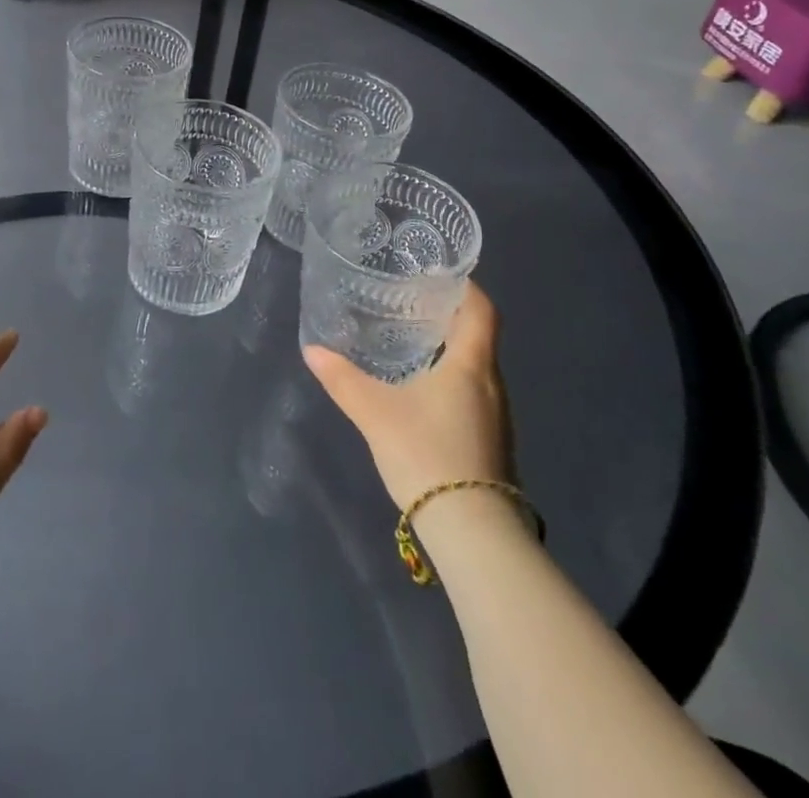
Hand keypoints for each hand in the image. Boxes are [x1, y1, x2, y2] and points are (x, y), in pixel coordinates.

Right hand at [302, 281, 512, 511]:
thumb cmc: (427, 453)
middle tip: (409, 305)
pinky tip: (421, 391)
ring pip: (475, 367)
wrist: (472, 532)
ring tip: (410, 343)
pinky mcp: (491, 443)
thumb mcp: (374, 412)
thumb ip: (342, 379)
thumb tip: (312, 350)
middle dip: (448, 316)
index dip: (465, 287)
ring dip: (449, 350)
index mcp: (470, 365)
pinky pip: (473, 394)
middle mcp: (491, 384)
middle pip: (478, 336)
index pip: (481, 310)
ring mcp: (496, 417)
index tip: (437, 276)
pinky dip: (451, 379)